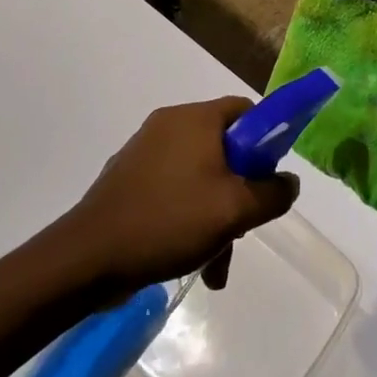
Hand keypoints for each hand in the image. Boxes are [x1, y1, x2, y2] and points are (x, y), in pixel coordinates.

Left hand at [67, 97, 299, 295]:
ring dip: (215, 216)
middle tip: (242, 230)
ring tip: (215, 266)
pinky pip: (172, 190)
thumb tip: (288, 181)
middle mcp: (169, 125)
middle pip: (223, 148)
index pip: (245, 111)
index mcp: (195, 119)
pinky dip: (187, 217)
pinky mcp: (127, 178)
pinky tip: (188, 259)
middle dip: (239, 192)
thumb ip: (272, 193)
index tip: (269, 180)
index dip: (266, 141)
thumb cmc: (169, 220)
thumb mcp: (235, 210)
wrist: (88, 257)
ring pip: (199, 176)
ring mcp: (144, 152)